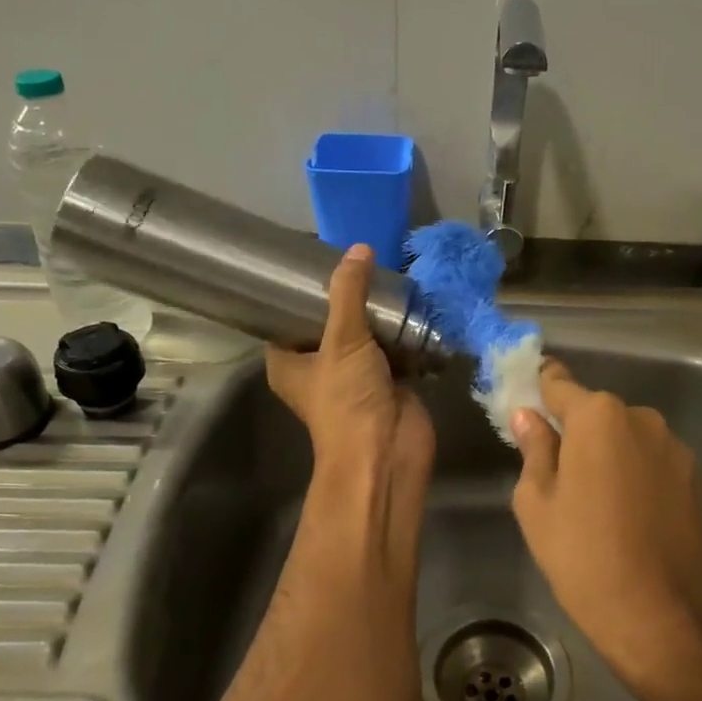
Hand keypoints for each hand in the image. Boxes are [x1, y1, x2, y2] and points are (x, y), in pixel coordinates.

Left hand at [266, 244, 434, 572]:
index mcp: (290, 363)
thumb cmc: (347, 399)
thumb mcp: (342, 338)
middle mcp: (319, 368)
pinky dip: (405, 332)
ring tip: (389, 276)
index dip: (299, 293)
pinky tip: (414, 304)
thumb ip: (349, 292)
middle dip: (348, 298)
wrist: (386, 452)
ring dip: (379, 315)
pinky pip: (395, 349)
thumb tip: (359, 248)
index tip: (316, 261)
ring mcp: (356, 376)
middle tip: (361, 263)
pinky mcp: (389, 382)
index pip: (287, 319)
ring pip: (366, 336)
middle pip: (331, 324)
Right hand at [509, 362, 701, 700]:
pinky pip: (652, 460)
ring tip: (596, 500)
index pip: (559, 383)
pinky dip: (636, 472)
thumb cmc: (583, 556)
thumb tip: (528, 415)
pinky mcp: (695, 476)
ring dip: (609, 452)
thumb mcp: (537, 503)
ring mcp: (674, 446)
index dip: (540, 387)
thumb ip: (534, 448)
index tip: (527, 399)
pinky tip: (628, 512)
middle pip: (596, 412)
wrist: (661, 616)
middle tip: (558, 471)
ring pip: (627, 436)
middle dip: (575, 430)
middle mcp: (641, 417)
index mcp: (597, 416)